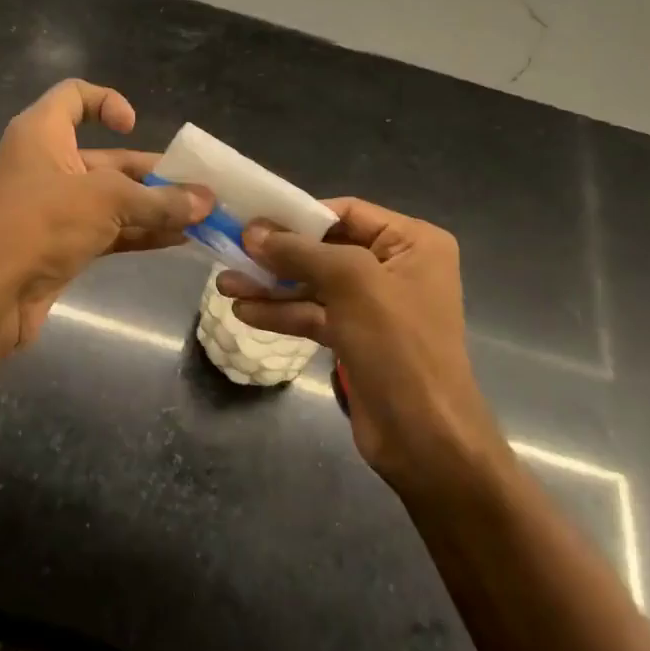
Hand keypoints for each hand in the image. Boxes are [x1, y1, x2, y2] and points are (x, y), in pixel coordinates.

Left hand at [0, 80, 210, 346]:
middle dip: (152, 173)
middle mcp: (48, 165)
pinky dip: (140, 232)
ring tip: (199, 216)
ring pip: (112, 199)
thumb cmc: (40, 222)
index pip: (74, 96)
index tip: (132, 127)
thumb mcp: (106, 201)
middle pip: (107, 158)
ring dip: (153, 207)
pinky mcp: (61, 244)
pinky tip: (179, 240)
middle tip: (197, 187)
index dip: (107, 102)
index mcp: (43, 133)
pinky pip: (109, 231)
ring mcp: (54, 208)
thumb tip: (207, 202)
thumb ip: (159, 201)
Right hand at [216, 199, 506, 494]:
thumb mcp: (351, 283)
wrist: (425, 438)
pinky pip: (315, 315)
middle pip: (326, 248)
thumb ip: (300, 252)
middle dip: (278, 255)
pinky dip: (283, 313)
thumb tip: (252, 231)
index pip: (347, 212)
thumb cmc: (398, 345)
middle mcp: (396, 267)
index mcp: (413, 242)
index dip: (298, 215)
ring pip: (315, 285)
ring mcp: (375, 306)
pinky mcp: (356, 339)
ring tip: (224, 285)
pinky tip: (245, 312)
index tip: (252, 220)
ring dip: (272, 286)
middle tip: (230, 252)